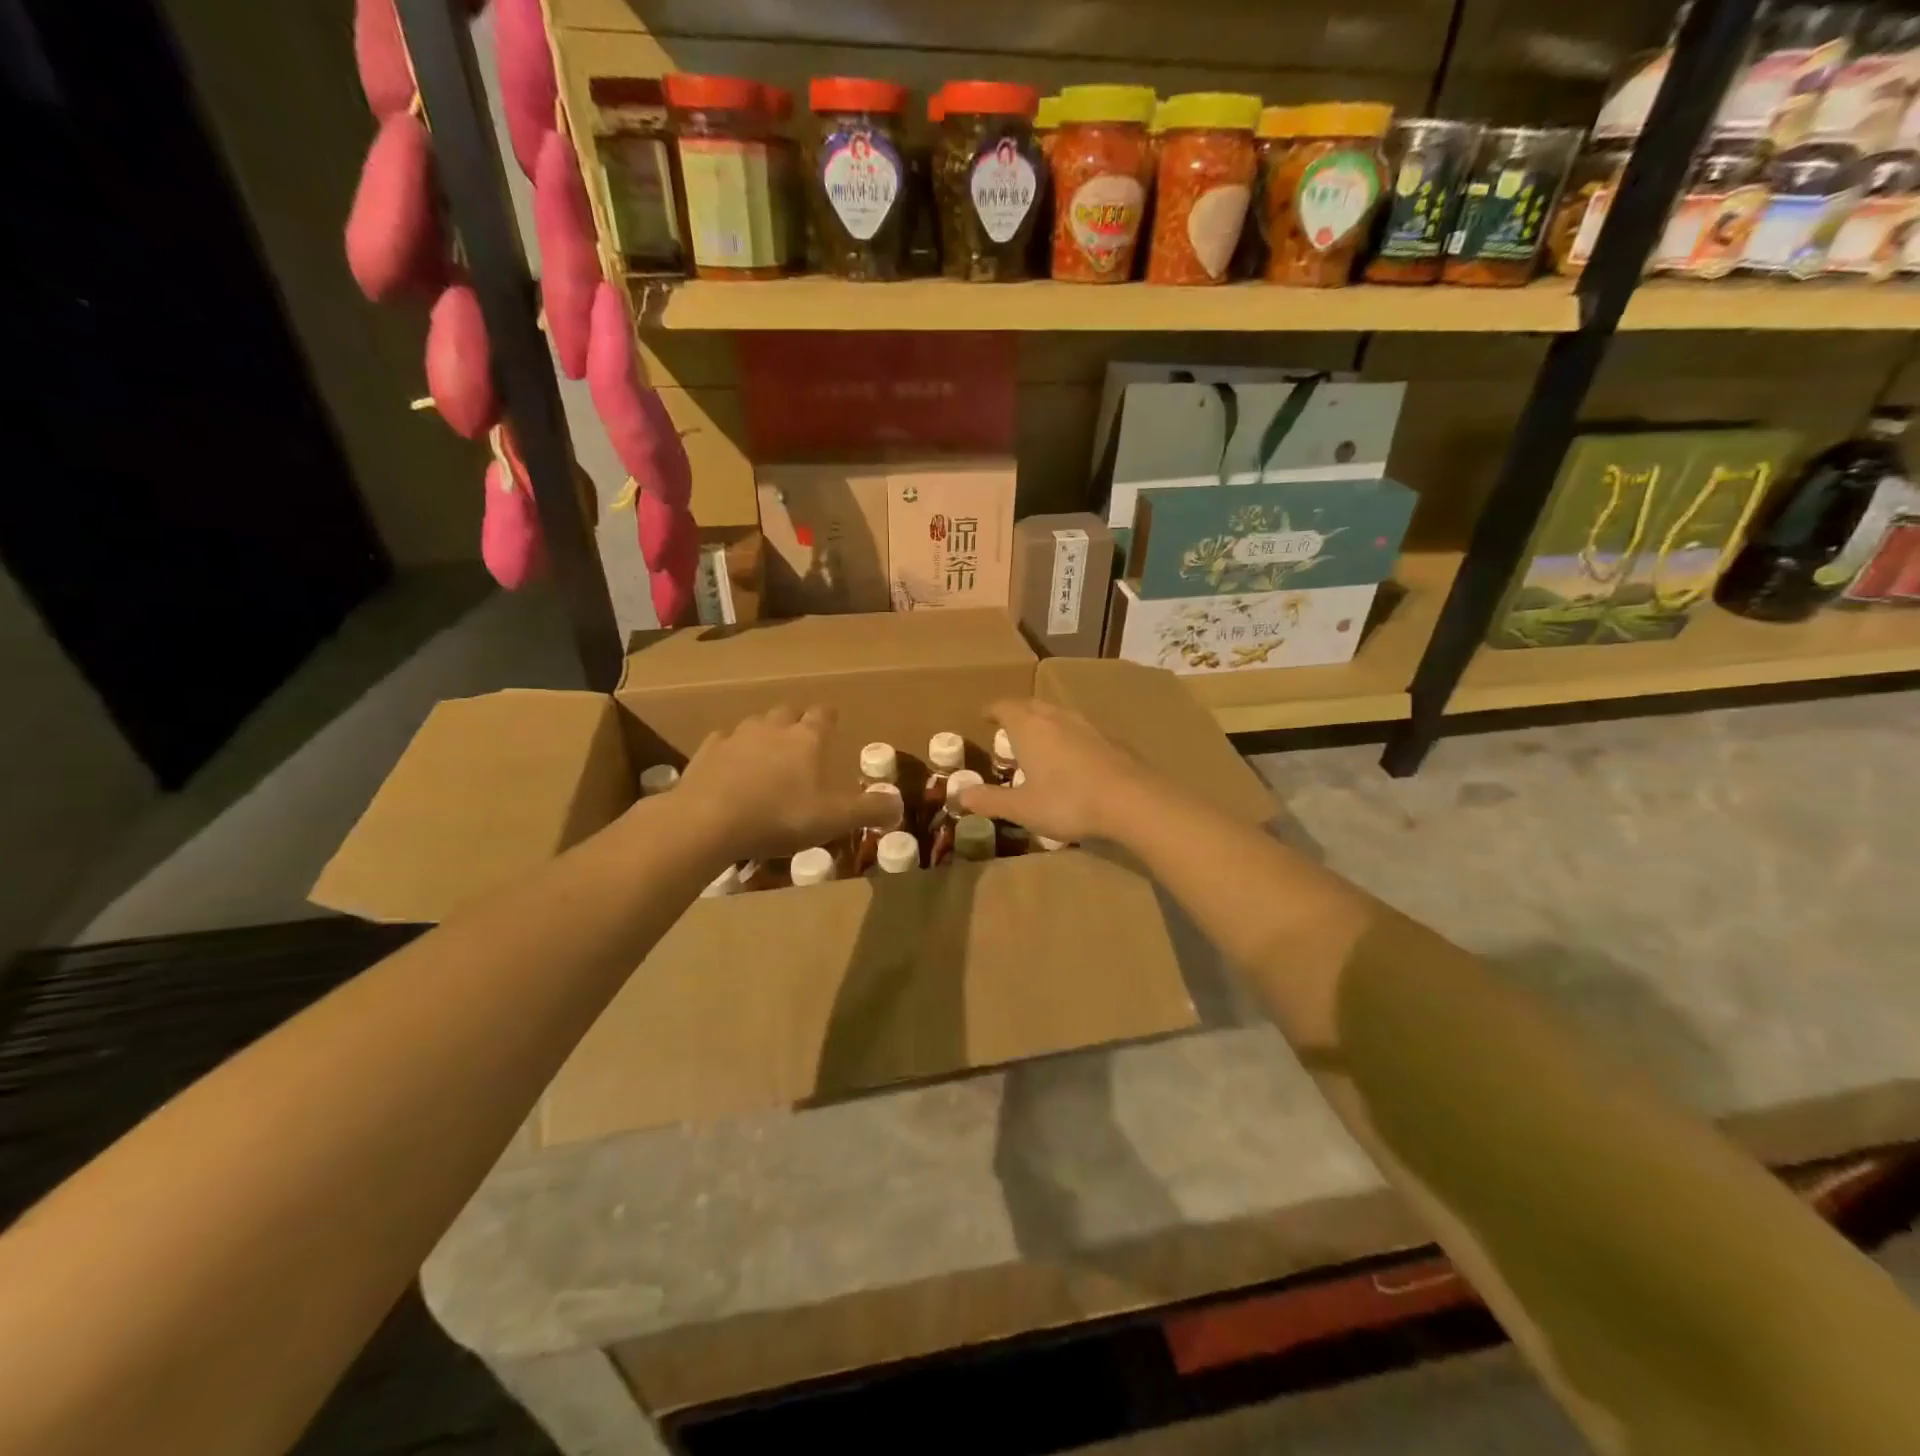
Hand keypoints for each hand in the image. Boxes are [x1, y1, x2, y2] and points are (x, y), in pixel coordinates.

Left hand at [675, 706, 893, 861]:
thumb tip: (899, 805)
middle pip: (787, 712)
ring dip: (763, 734)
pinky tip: (730, 766)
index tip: (832, 723)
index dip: (829, 718)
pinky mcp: (706, 752)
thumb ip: (869, 810)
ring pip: (755, 724)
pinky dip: (730, 749)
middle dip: (796, 721)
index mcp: (807, 738)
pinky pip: (722, 741)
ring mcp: (736, 737)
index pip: (823, 715)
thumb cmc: (780, 817)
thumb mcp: (834, 819)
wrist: (709, 821)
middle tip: (800, 741)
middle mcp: (773, 728)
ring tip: (766, 755)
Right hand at [955, 699, 1158, 845]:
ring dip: (1044, 722)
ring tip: (1038, 739)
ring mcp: (1087, 726)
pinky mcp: (1111, 739)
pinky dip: (1068, 736)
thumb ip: (990, 800)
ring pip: (1058, 715)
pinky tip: (1073, 756)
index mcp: (1029, 728)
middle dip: (1017, 712)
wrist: (1132, 800)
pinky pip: (1080, 730)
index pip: (1004, 707)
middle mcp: (1057, 718)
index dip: (992, 710)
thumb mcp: (1022, 808)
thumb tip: (959, 794)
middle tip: (1008, 726)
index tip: (984, 716)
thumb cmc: (1068, 801)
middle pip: (1032, 705)